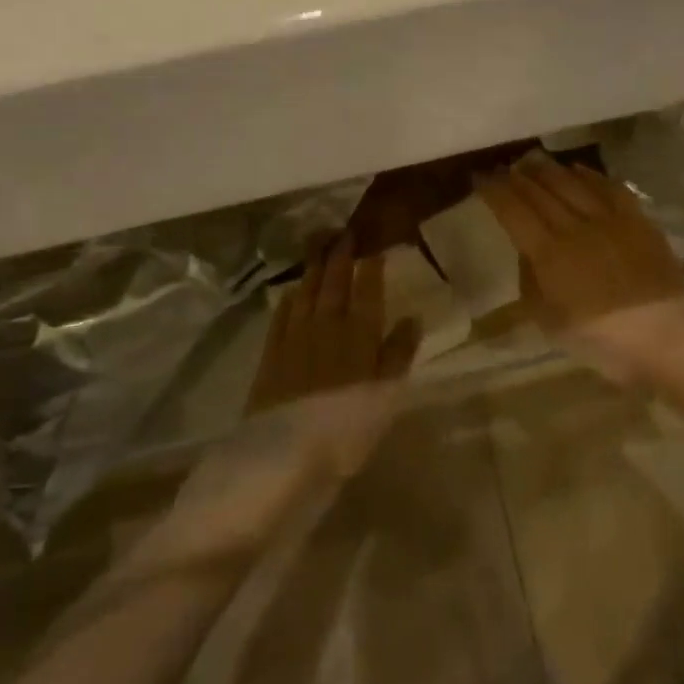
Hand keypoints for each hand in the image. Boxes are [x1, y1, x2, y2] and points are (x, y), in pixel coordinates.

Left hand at [119, 237, 418, 580]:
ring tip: (317, 245)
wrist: (283, 453)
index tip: (372, 244)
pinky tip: (290, 291)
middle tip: (341, 231)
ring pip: (306, 293)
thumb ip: (399, 354)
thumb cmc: (347, 428)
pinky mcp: (271, 353)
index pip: (368, 291)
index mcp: (360, 335)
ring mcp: (295, 337)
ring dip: (313, 268)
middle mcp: (327, 326)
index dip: (370, 267)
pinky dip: (288, 300)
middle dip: (339, 256)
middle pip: (334, 284)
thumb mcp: (386, 396)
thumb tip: (413, 317)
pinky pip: (281, 316)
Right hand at [475, 151, 683, 378]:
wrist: (667, 338)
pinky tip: (579, 170)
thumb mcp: (549, 321)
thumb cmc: (601, 340)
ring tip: (533, 161)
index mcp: (549, 253)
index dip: (494, 191)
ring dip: (549, 170)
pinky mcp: (637, 220)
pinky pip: (609, 187)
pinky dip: (590, 175)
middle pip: (540, 191)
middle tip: (503, 166)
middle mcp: (575, 226)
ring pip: (572, 183)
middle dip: (517, 176)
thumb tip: (527, 253)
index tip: (480, 178)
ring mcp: (609, 219)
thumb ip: (531, 281)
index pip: (513, 210)